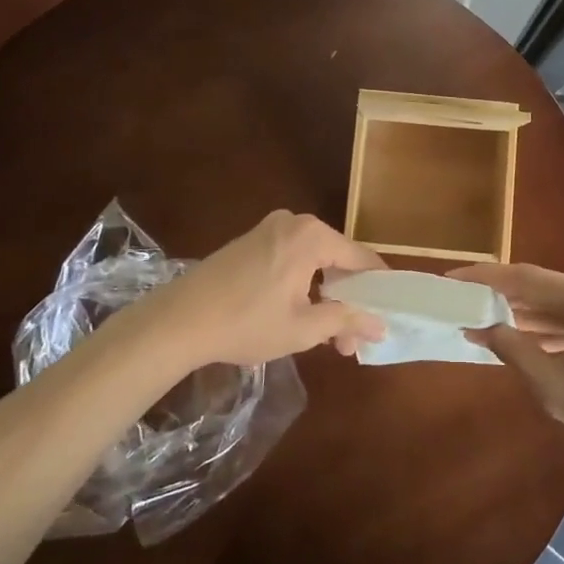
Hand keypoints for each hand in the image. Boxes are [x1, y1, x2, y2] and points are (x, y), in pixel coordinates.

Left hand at [138, 210, 387, 368]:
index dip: (377, 288)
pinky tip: (297, 314)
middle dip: (348, 299)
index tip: (386, 315)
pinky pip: (291, 257)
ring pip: (313, 260)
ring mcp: (269, 228)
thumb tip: (380, 324)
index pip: (360, 258)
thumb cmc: (246, 323)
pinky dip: (301, 283)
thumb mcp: (303, 328)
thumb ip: (346, 320)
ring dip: (324, 295)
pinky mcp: (250, 240)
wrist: (177, 320)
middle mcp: (294, 222)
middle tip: (349, 340)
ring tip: (325, 335)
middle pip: (337, 258)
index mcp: (312, 236)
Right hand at [451, 263, 563, 466]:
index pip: (526, 279)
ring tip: (491, 320)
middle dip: (506, 297)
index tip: (452, 277)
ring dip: (531, 310)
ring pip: (563, 295)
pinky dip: (557, 318)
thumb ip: (515, 351)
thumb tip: (482, 327)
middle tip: (468, 303)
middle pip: (544, 284)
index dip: (485, 278)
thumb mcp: (557, 390)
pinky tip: (531, 331)